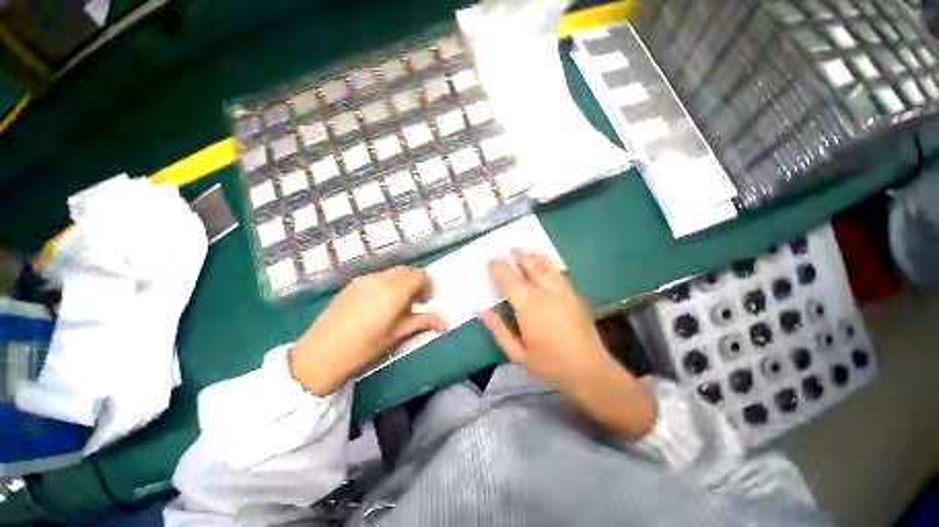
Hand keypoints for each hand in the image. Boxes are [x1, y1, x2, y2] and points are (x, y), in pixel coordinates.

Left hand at [289, 266, 445, 395]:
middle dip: (415, 282)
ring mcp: (363, 279)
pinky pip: (377, 276)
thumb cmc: (362, 348)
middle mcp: (379, 280)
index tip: (425, 301)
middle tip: (414, 302)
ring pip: (391, 272)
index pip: (418, 275)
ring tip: (396, 303)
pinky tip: (379, 303)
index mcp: (392, 292)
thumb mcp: (395, 336)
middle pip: (406, 270)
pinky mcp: (352, 283)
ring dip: (401, 282)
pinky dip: (386, 283)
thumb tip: (445, 322)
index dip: (426, 285)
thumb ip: (422, 322)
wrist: (319, 354)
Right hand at [479, 249, 655, 437]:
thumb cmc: (548, 364)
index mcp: (527, 306)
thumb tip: (481, 310)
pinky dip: (548, 263)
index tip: (491, 261)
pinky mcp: (574, 294)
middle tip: (508, 249)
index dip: (498, 267)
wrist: (588, 369)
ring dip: (532, 255)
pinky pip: (558, 272)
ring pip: (544, 265)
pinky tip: (543, 261)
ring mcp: (562, 291)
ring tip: (522, 249)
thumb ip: (498, 329)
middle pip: (528, 266)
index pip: (509, 279)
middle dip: (517, 256)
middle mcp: (544, 292)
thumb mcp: (516, 353)